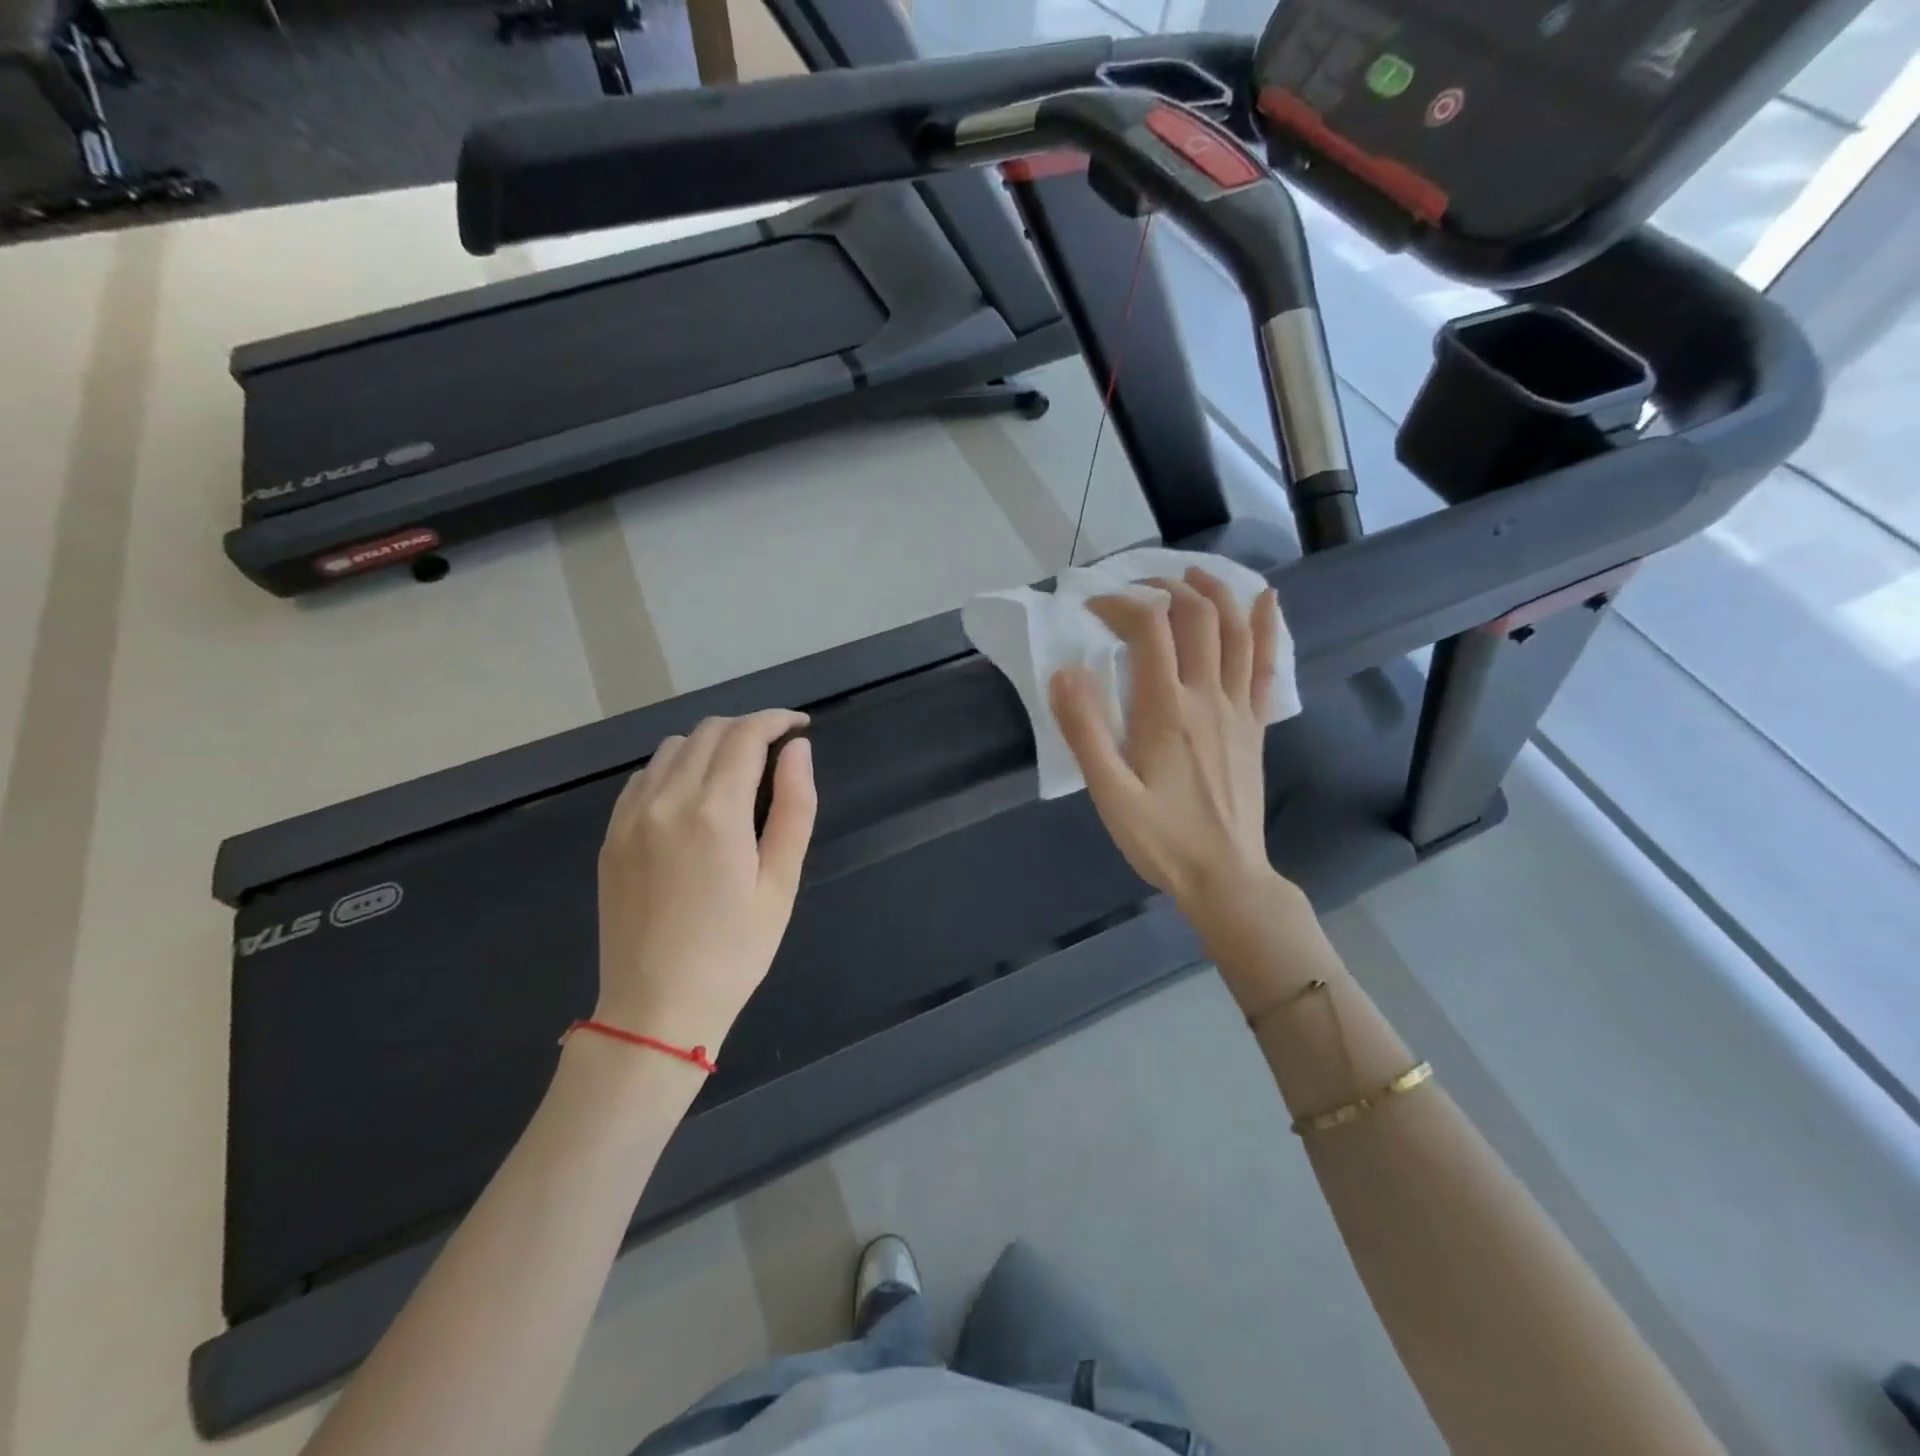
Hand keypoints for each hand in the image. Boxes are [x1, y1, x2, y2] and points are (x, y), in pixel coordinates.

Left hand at [595, 711, 815, 1055]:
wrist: (655, 1009)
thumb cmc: (734, 952)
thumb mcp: (781, 884)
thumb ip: (794, 807)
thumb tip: (798, 750)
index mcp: (714, 812)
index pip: (746, 735)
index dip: (777, 720)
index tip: (800, 726)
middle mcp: (666, 800)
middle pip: (709, 731)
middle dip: (748, 727)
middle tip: (777, 749)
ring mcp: (630, 816)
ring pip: (673, 747)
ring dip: (711, 743)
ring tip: (739, 769)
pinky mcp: (611, 835)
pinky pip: (644, 776)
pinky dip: (676, 766)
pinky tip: (694, 793)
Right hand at [1049, 567, 1282, 915]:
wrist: (1226, 877)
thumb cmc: (1162, 839)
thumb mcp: (1110, 793)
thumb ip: (1085, 731)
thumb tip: (1064, 672)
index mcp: (1166, 710)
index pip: (1149, 628)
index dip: (1120, 604)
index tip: (1092, 608)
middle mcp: (1207, 697)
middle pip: (1197, 616)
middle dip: (1167, 587)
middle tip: (1137, 586)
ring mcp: (1239, 708)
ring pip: (1235, 631)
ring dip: (1215, 592)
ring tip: (1192, 574)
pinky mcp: (1255, 725)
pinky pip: (1265, 665)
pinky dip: (1265, 627)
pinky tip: (1267, 601)